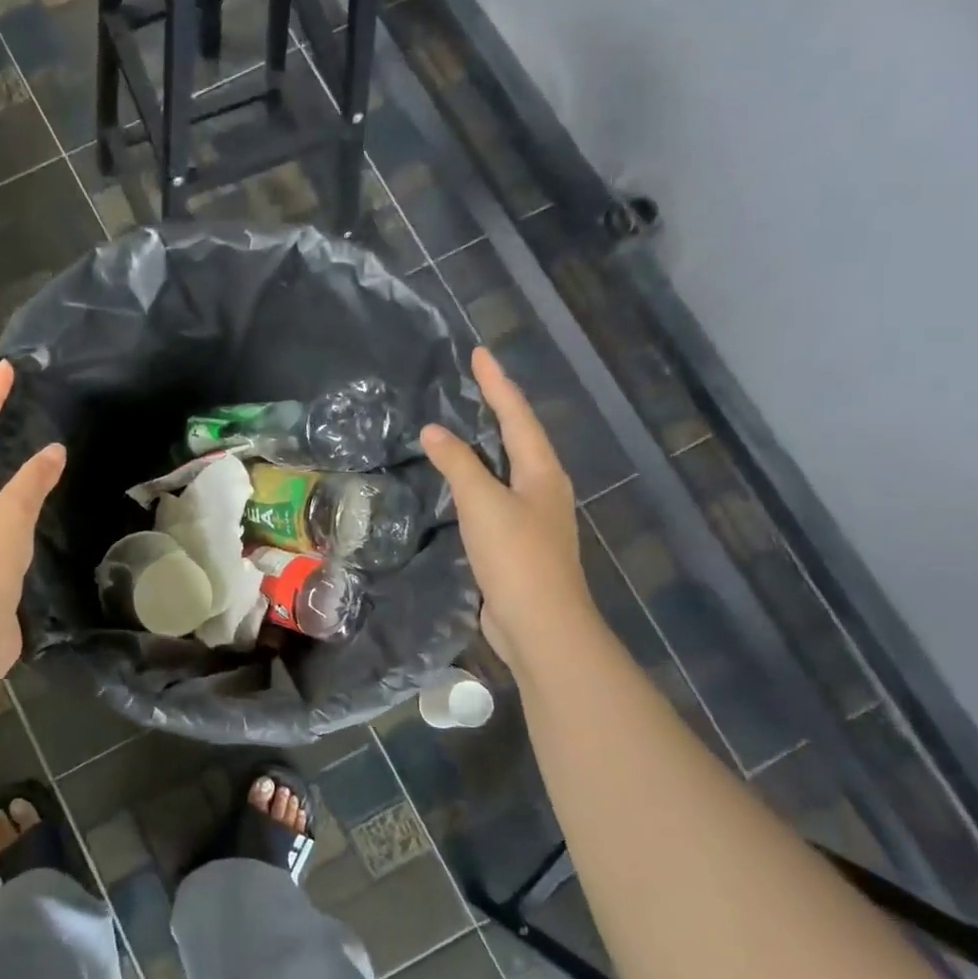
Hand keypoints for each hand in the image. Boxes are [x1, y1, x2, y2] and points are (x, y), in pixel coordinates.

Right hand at [422, 346, 597, 672]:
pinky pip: (495, 497)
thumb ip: (459, 464)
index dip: (498, 383)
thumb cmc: (516, 556)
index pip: (517, 415)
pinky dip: (478, 480)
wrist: (540, 625)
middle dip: (499, 408)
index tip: (480, 352)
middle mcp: (543, 488)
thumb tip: (434, 429)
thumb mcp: (483, 503)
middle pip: (520, 438)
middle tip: (473, 383)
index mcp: (542, 472)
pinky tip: (460, 485)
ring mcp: (533, 518)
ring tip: (465, 426)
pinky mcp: (517, 544)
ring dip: (488, 445)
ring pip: (509, 469)